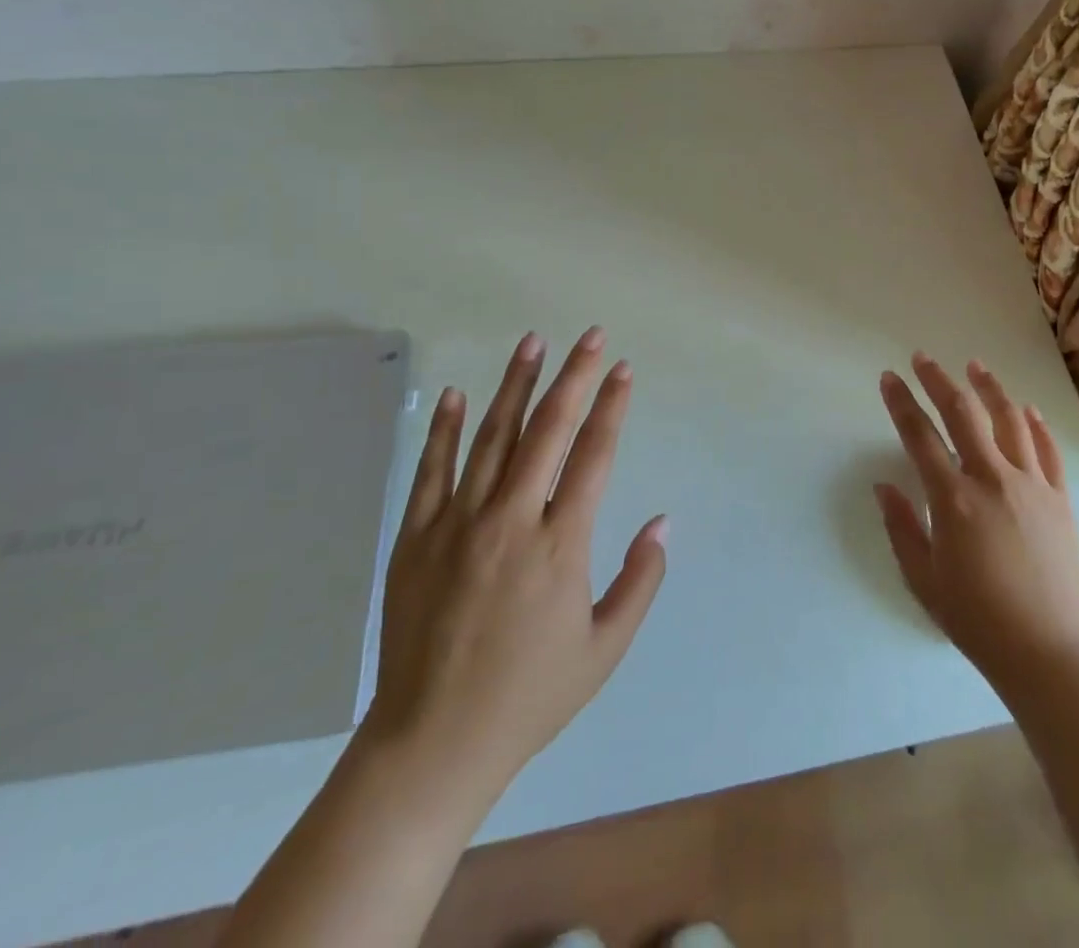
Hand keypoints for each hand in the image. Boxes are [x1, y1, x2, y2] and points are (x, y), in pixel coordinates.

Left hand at [360, 327, 667, 824]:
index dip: (612, 406)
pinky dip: (445, 430)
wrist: (432, 744)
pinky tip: (458, 395)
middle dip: (574, 376)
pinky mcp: (415, 539)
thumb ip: (641, 580)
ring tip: (532, 342)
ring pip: (492, 438)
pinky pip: (432, 472)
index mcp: (561, 545)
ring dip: (515, 385)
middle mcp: (511, 521)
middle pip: (548, 430)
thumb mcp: (605, 648)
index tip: (623, 369)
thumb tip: (663, 521)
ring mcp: (457, 525)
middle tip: (590, 335)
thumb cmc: (530, 696)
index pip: (594, 455)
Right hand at [875, 354, 1078, 699]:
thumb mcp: (923, 579)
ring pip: (1010, 420)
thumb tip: (884, 486)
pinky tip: (1025, 408)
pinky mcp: (1060, 498)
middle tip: (922, 358)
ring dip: (989, 388)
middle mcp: (993, 479)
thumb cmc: (976, 619)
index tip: (889, 377)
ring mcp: (1032, 485)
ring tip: (975, 366)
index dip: (900, 402)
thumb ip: (901, 527)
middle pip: (963, 414)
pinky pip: (1048, 450)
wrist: (1048, 652)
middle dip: (938, 380)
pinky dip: (1035, 424)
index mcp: (954, 499)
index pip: (919, 436)